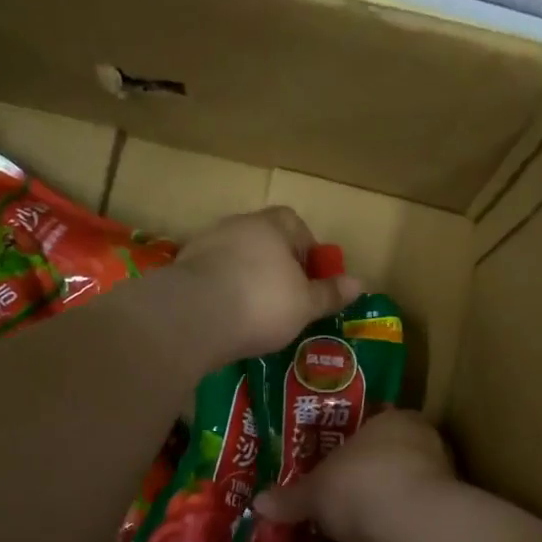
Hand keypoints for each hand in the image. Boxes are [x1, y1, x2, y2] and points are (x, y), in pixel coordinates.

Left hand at [172, 207, 361, 360]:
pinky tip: (227, 318)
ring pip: (234, 257)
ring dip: (246, 278)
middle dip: (275, 265)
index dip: (306, 248)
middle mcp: (236, 226)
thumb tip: (360, 283)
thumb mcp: (305, 305)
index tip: (309, 278)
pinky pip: (211, 276)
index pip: (293, 223)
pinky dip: (221, 291)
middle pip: (262, 239)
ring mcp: (204, 245)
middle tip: (285, 298)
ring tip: (254, 312)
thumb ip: (330, 293)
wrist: (194, 317)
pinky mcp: (181, 270)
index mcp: (270, 226)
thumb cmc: (262, 304)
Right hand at [254, 411, 453, 541]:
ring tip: (344, 521)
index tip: (326, 456)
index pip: (370, 419)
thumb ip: (290, 497)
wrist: (411, 530)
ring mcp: (435, 481)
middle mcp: (421, 443)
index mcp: (395, 419)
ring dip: (376, 503)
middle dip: (360, 473)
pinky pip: (404, 518)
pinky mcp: (438, 518)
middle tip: (330, 490)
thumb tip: (258, 503)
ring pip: (396, 488)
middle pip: (384, 455)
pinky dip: (387, 528)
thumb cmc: (361, 485)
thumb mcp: (314, 490)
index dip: (346, 438)